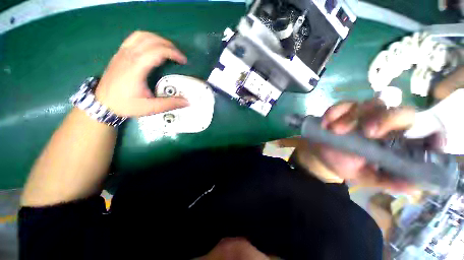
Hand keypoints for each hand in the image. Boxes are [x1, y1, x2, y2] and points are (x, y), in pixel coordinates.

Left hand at [95, 31, 188, 116]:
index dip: (173, 53)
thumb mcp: (150, 108)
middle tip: (179, 56)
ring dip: (158, 39)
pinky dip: (147, 38)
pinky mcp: (120, 53)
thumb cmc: (126, 105)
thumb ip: (169, 104)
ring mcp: (122, 52)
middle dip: (169, 45)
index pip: (158, 51)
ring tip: (168, 49)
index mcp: (136, 68)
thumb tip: (187, 102)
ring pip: (142, 35)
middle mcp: (129, 56)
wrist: (102, 103)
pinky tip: (153, 47)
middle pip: (152, 40)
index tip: (183, 61)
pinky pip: (134, 38)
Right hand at [314, 99, 415, 190]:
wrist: (323, 157)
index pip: (413, 125)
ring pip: (367, 104)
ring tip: (335, 130)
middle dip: (382, 118)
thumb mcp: (369, 178)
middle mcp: (381, 122)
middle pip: (394, 109)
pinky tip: (326, 124)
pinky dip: (334, 112)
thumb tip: (414, 186)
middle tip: (366, 132)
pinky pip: (341, 105)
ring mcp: (361, 114)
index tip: (392, 136)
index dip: (409, 125)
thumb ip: (390, 181)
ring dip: (350, 117)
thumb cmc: (346, 166)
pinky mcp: (342, 111)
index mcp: (393, 139)